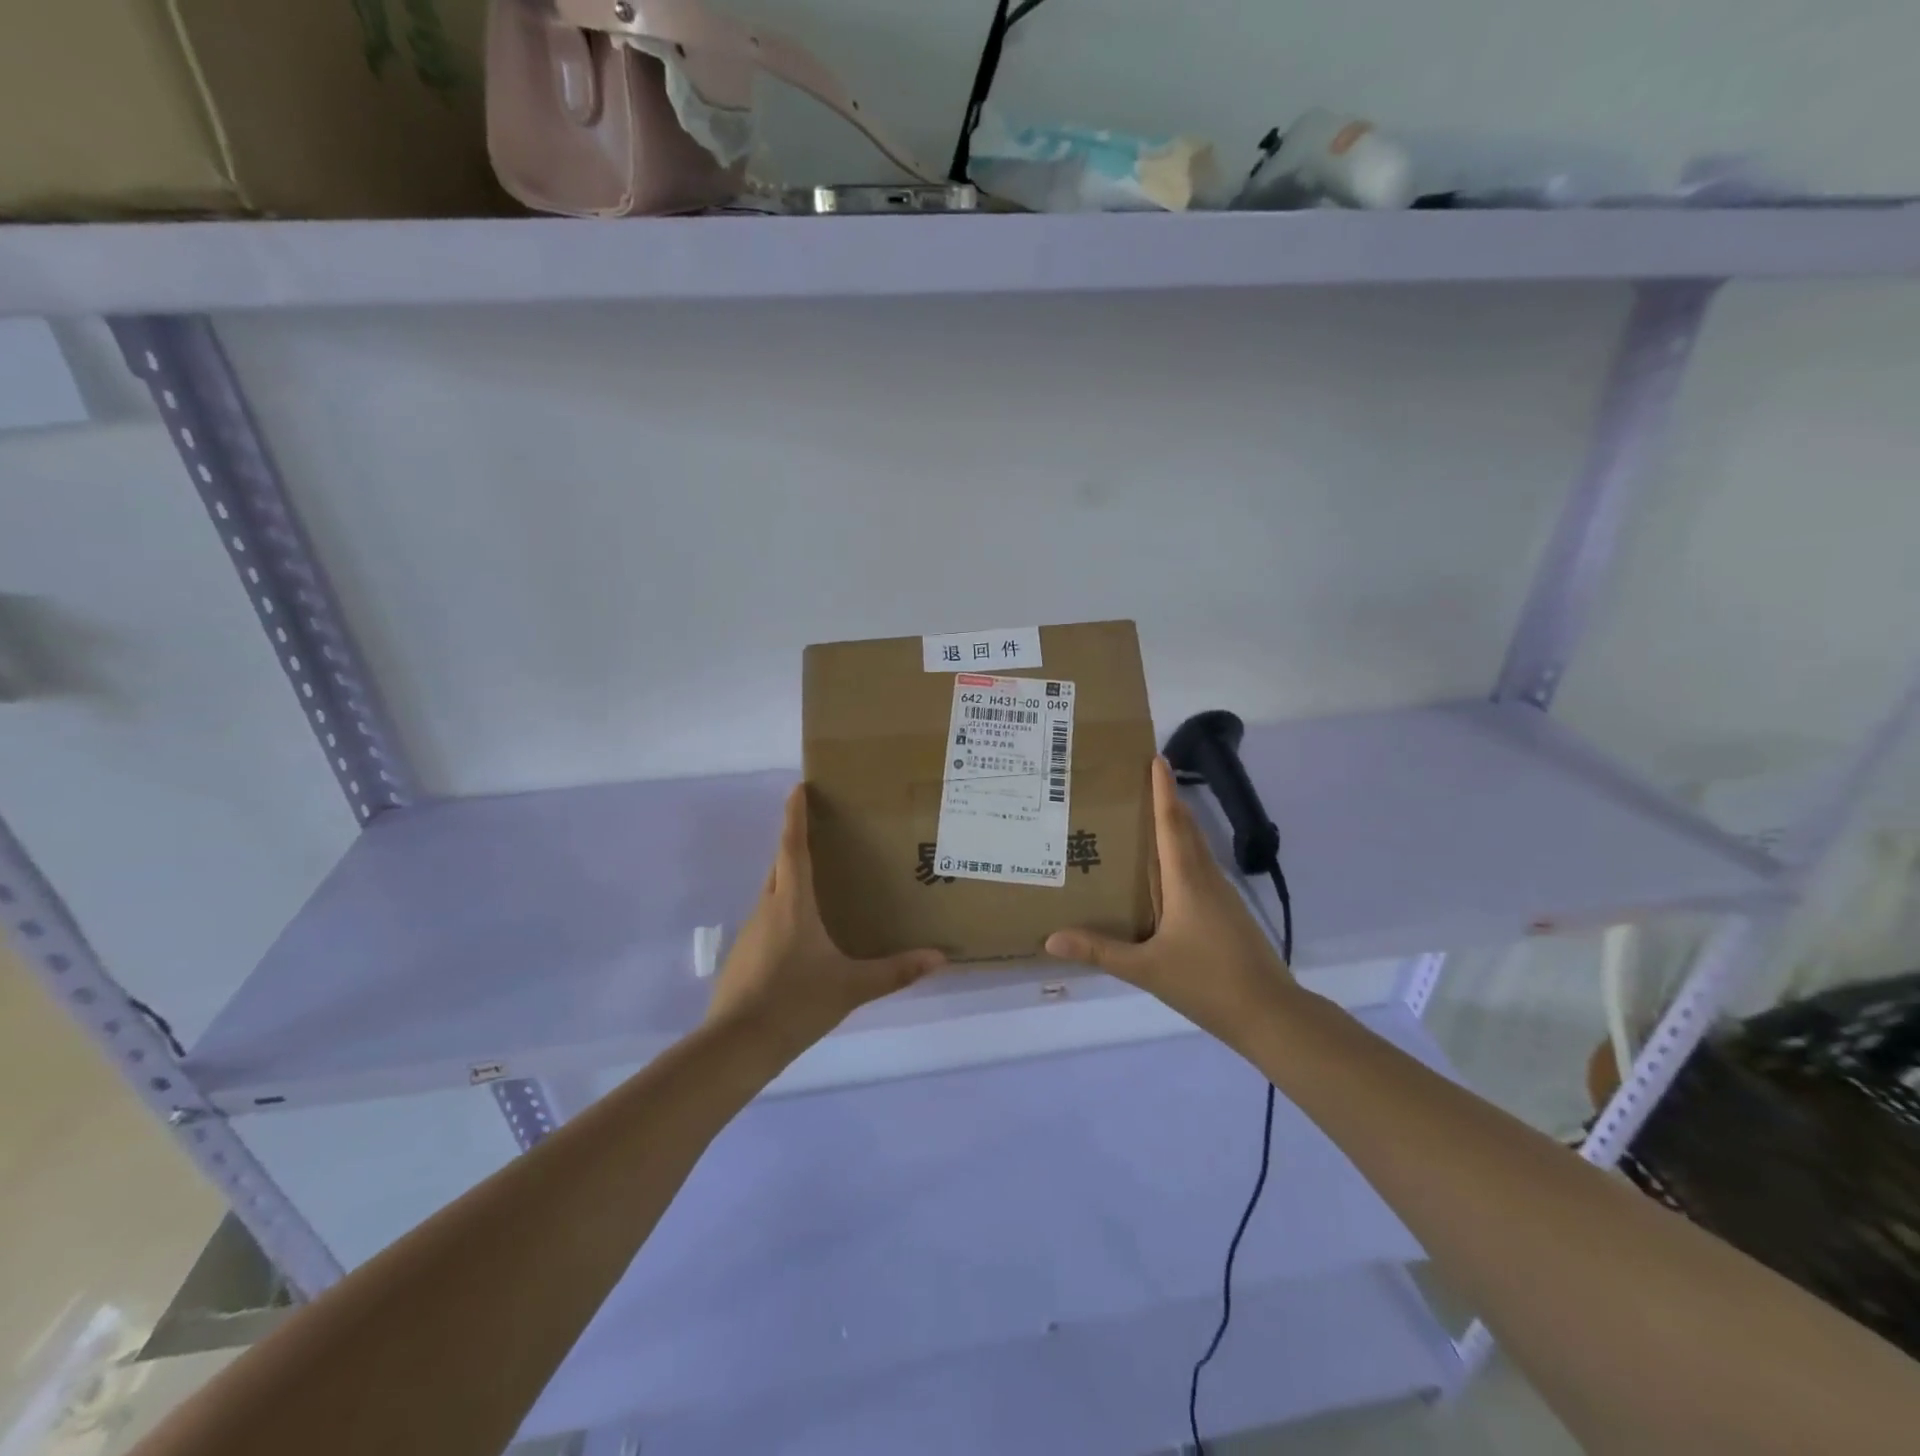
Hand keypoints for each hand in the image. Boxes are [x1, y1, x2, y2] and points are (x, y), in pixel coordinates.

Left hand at [707, 784, 945, 1051]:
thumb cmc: (795, 1002)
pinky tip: (801, 936)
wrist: (736, 1045)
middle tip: (820, 833)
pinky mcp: (743, 955)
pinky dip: (783, 911)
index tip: (797, 787)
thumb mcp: (851, 987)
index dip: (794, 815)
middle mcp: (767, 908)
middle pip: (780, 865)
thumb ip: (896, 972)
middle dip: (795, 844)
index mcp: (791, 903)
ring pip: (772, 893)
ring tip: (818, 883)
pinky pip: (767, 919)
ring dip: (790, 879)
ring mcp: (750, 932)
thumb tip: (940, 958)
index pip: (792, 847)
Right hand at [1046, 756, 1295, 1044]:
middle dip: (1167, 800)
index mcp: (1187, 881)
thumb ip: (1099, 951)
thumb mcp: (1146, 969)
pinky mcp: (1228, 913)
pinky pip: (1200, 868)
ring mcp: (1222, 896)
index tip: (1156, 757)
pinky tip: (1165, 871)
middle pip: (1187, 828)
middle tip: (1140, 779)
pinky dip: (1182, 854)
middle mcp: (1206, 879)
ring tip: (1145, 816)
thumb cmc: (1207, 982)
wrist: (1271, 1014)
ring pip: (1196, 849)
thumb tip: (1051, 938)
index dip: (1163, 790)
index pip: (1172, 824)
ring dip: (1175, 826)